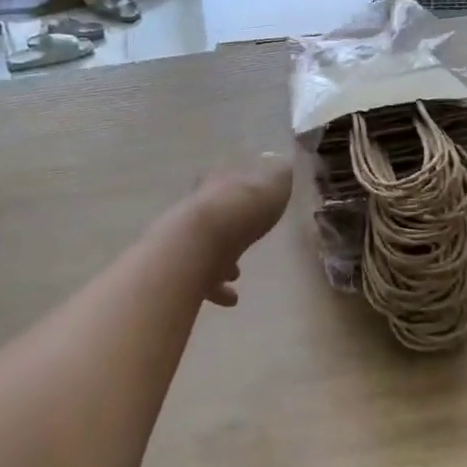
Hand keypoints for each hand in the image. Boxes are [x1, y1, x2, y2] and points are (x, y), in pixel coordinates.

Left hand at [185, 155, 293, 305]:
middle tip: (245, 242)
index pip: (227, 180)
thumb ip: (280, 175)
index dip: (241, 190)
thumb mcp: (274, 182)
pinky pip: (200, 279)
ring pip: (204, 248)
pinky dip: (215, 289)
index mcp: (220, 183)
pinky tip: (230, 300)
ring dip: (220, 261)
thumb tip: (284, 166)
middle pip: (214, 215)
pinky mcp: (181, 269)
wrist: (199, 244)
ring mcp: (186, 239)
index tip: (253, 201)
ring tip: (237, 275)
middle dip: (229, 228)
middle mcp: (199, 208)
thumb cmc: (241, 209)